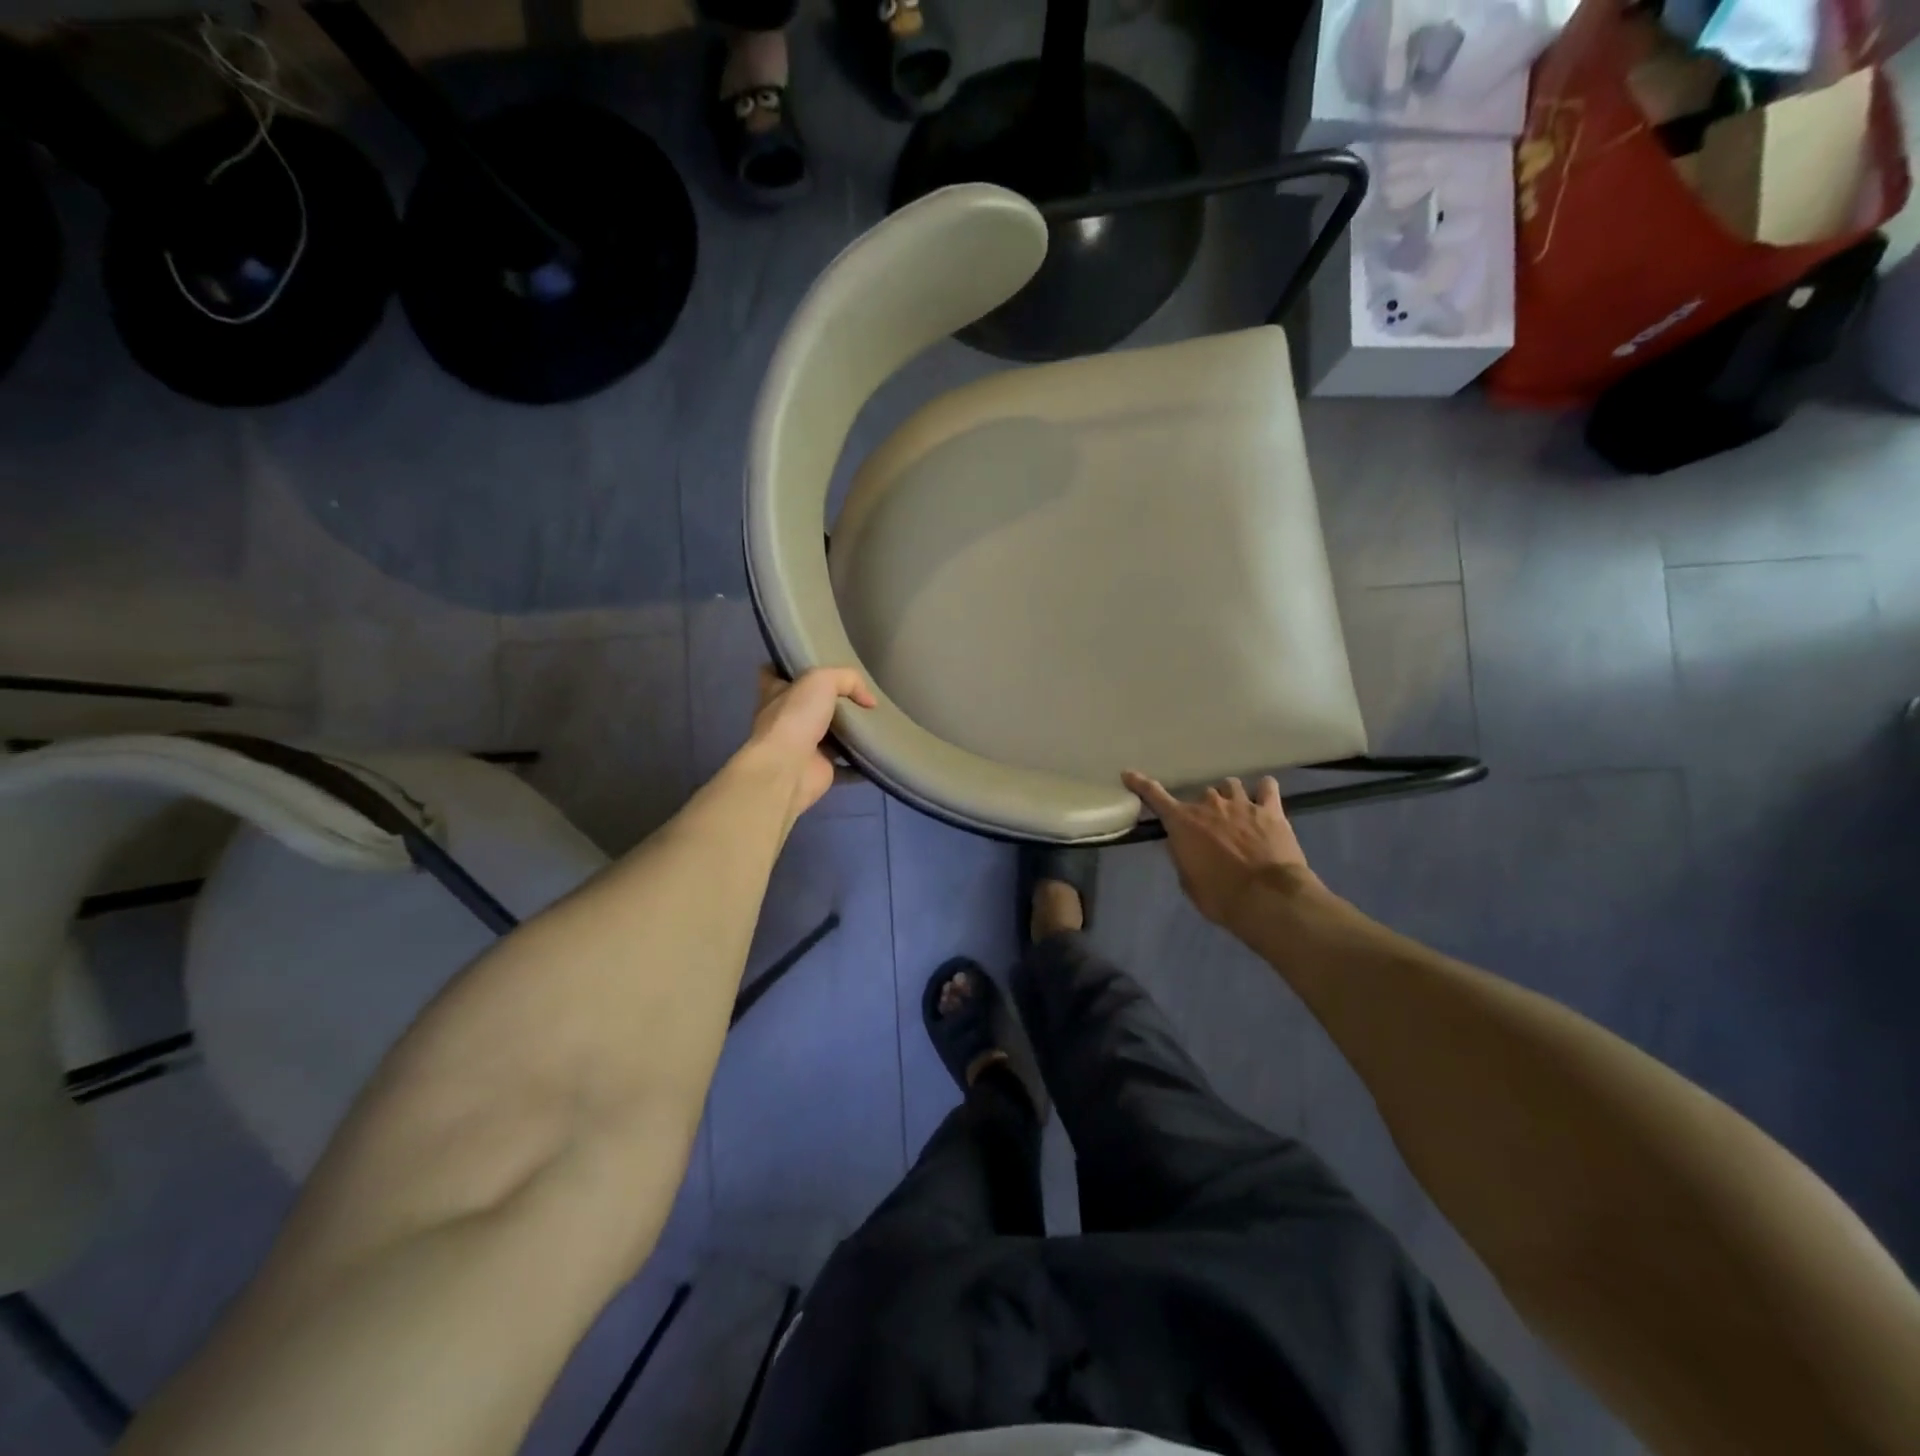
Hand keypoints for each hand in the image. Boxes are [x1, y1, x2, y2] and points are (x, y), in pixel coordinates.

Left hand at [747, 666, 875, 818]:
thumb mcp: (821, 680)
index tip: (814, 665)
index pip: (775, 674)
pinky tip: (879, 751)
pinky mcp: (820, 770)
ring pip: (829, 735)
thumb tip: (870, 701)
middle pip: (808, 705)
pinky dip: (861, 762)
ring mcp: (802, 748)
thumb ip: (848, 680)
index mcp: (776, 694)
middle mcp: (786, 720)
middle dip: (830, 700)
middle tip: (859, 694)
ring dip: (849, 731)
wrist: (788, 769)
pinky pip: (846, 765)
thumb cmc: (795, 717)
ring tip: (877, 720)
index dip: (791, 668)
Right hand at [1121, 771, 1319, 927]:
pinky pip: (1267, 787)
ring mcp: (1242, 804)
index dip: (1140, 784)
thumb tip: (1182, 845)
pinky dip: (1264, 790)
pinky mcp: (1270, 810)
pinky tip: (1264, 795)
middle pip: (1201, 794)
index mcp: (1183, 822)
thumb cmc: (1221, 896)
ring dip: (1229, 796)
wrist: (1268, 897)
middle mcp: (1210, 805)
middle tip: (1211, 828)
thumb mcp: (1189, 882)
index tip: (1128, 774)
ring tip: (1236, 810)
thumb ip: (1183, 857)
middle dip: (1204, 809)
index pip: (1155, 796)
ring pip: (1231, 785)